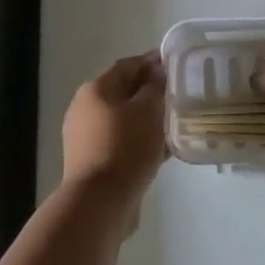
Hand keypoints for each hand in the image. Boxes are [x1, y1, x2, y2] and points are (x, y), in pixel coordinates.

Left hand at [62, 51, 166, 208]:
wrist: (100, 202)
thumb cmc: (125, 146)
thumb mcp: (147, 110)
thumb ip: (154, 87)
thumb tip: (156, 73)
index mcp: (94, 90)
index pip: (126, 66)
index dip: (150, 61)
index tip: (173, 62)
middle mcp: (85, 110)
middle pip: (123, 92)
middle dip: (150, 91)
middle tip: (178, 93)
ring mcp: (87, 138)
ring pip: (125, 119)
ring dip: (148, 118)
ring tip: (176, 121)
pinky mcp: (95, 162)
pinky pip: (123, 142)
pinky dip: (142, 141)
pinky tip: (165, 148)